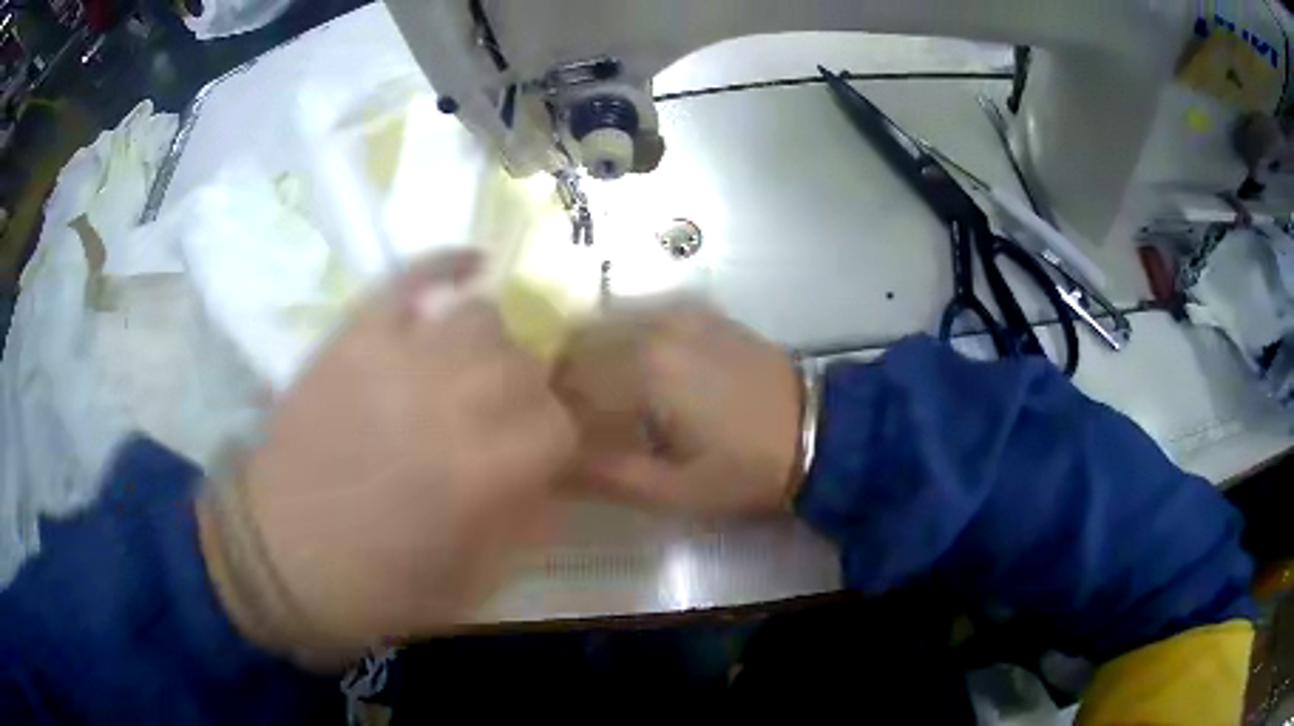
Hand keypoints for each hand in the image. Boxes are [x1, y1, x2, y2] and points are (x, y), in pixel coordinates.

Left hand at [197, 253, 575, 661]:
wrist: (276, 556)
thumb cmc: (376, 584)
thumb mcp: (471, 582)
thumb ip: (528, 526)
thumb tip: (556, 480)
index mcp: (484, 471)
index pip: (559, 423)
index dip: (553, 443)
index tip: (534, 461)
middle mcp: (451, 400)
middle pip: (526, 362)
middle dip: (526, 394)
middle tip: (500, 420)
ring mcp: (398, 356)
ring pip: (481, 317)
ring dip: (489, 346)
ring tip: (469, 371)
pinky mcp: (355, 335)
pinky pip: (411, 277)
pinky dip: (446, 265)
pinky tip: (471, 267)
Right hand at [554, 303, 801, 514]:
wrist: (818, 429)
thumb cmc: (746, 468)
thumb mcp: (675, 490)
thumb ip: (607, 475)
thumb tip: (554, 464)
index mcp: (643, 370)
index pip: (566, 382)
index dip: (551, 412)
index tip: (551, 440)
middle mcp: (652, 327)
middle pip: (578, 346)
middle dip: (563, 383)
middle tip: (570, 424)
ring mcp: (676, 313)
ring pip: (604, 327)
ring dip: (589, 361)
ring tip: (597, 403)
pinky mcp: (696, 312)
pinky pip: (636, 319)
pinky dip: (619, 344)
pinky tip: (632, 376)